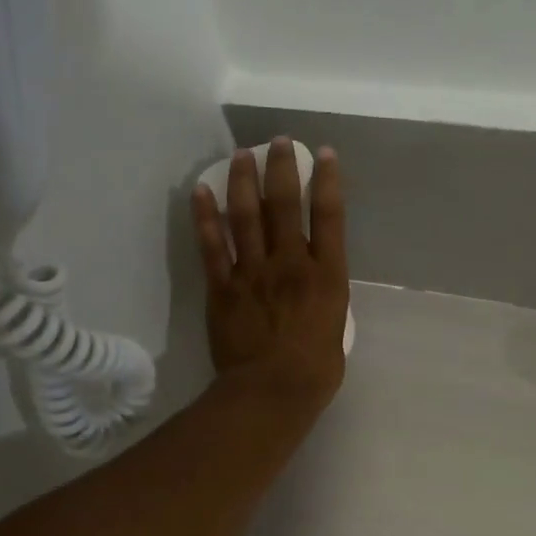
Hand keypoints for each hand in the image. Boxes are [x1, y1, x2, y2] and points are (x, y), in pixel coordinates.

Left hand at [192, 140, 349, 410]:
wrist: (271, 393)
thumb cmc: (314, 372)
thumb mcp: (335, 331)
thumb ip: (324, 302)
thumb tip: (314, 290)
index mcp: (327, 277)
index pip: (328, 217)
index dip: (327, 181)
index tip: (322, 154)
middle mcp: (291, 264)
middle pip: (285, 205)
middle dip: (281, 167)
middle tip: (276, 142)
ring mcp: (254, 273)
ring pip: (247, 216)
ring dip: (243, 181)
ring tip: (241, 154)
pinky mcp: (223, 288)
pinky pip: (212, 246)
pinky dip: (205, 217)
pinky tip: (201, 191)